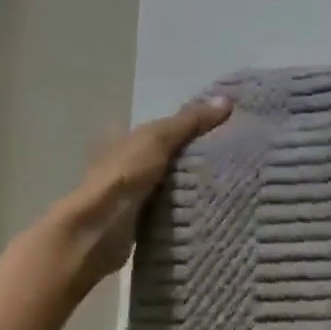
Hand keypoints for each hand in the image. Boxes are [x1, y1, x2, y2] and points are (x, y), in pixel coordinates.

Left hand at [46, 96, 233, 290]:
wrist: (99, 229)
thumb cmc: (125, 175)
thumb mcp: (160, 137)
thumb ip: (191, 121)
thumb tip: (227, 100)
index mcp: (124, 139)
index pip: (162, 127)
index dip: (189, 125)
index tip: (222, 129)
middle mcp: (124, 164)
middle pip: (166, 155)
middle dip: (193, 157)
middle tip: (230, 157)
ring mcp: (130, 193)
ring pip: (168, 182)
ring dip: (190, 184)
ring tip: (226, 182)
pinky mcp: (138, 220)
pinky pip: (168, 208)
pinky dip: (184, 206)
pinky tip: (208, 206)